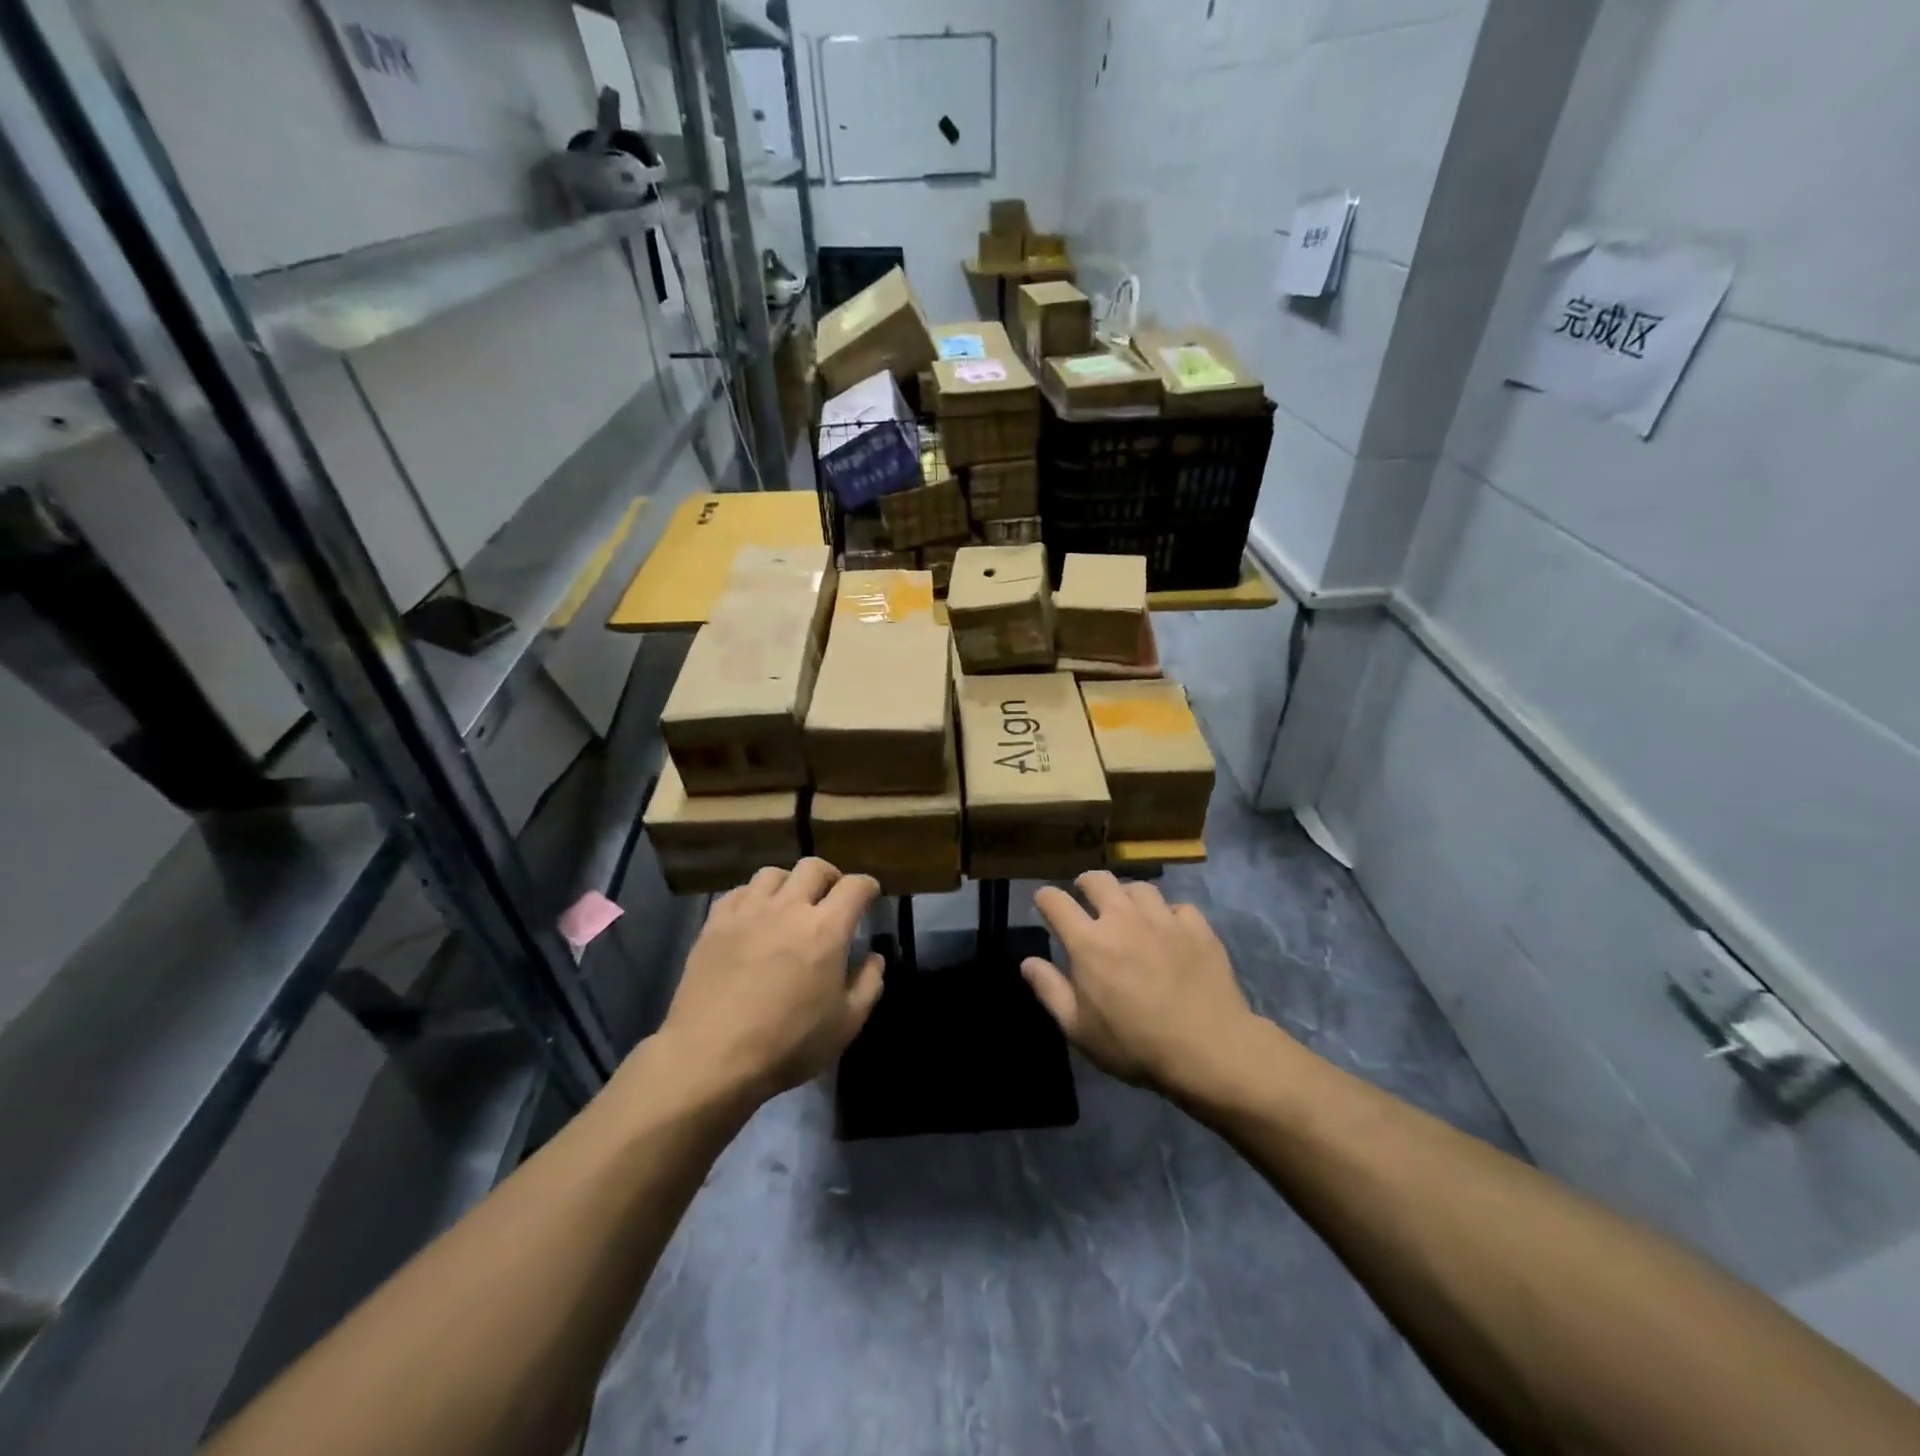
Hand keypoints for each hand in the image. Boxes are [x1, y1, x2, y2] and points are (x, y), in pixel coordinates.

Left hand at [652, 859, 883, 1103]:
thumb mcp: (845, 1025)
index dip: (867, 886)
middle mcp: (788, 908)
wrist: (710, 1058)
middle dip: (830, 876)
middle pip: (814, 867)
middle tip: (831, 896)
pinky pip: (738, 892)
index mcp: (826, 929)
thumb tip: (873, 957)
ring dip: (789, 883)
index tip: (870, 895)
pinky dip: (753, 897)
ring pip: (773, 873)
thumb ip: (868, 984)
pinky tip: (753, 916)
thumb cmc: (787, 1044)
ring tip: (790, 903)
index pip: (855, 886)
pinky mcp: (715, 924)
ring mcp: (747, 912)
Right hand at [1023, 872, 1259, 1095]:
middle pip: (1097, 880)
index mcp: (1088, 941)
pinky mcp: (1197, 927)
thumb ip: (1050, 991)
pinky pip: (1178, 907)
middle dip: (1085, 884)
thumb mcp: (1079, 1029)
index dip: (1044, 898)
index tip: (1044, 904)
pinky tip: (1170, 931)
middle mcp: (1122, 918)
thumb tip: (1027, 962)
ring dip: (1126, 896)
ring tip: (1128, 911)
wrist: (1209, 1049)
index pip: (1055, 901)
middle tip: (1085, 897)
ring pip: (1139, 888)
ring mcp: (1163, 919)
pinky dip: (1168, 915)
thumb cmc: (1135, 1044)